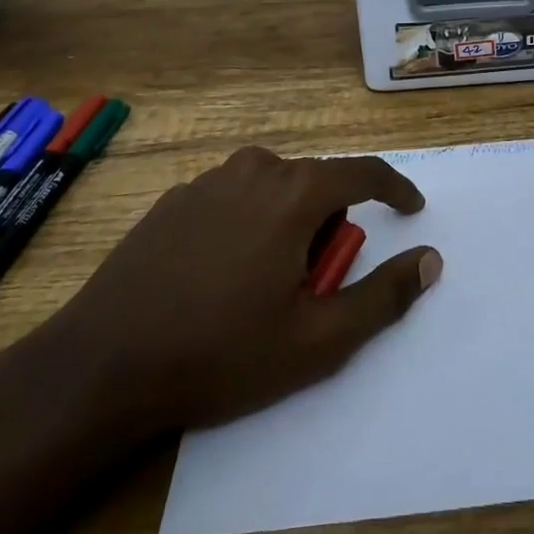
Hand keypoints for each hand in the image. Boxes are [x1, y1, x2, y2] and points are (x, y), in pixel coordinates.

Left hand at [44, 147, 441, 435]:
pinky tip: (218, 276)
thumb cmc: (221, 353)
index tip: (411, 209)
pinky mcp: (175, 198)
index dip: (395, 189)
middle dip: (328, 224)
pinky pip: (234, 198)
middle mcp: (255, 169)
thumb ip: (383, 295)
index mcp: (294, 192)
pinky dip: (247, 224)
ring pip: (273, 189)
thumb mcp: (317, 340)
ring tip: (263, 284)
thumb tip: (430, 259)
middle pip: (316, 184)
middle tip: (310, 284)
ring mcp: (209, 180)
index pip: (365, 172)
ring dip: (286, 222)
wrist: (103, 364)